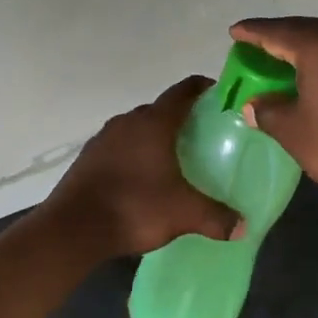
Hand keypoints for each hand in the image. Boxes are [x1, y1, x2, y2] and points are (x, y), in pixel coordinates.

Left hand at [43, 76, 239, 257]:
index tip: (220, 97)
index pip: (183, 91)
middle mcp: (127, 122)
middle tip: (204, 137)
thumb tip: (243, 226)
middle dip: (181, 118)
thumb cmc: (134, 208)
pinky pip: (119, 146)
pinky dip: (134, 153)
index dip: (203, 89)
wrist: (74, 228)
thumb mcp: (183, 214)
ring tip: (175, 159)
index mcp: (154, 123)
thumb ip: (216, 217)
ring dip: (155, 137)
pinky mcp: (88, 157)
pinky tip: (143, 178)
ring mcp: (103, 138)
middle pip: (160, 110)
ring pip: (137, 128)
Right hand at [231, 16, 317, 204]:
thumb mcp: (295, 133)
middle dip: (279, 36)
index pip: (276, 32)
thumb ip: (269, 113)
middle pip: (305, 30)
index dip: (252, 33)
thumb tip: (254, 105)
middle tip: (257, 45)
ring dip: (304, 48)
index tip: (234, 32)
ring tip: (285, 60)